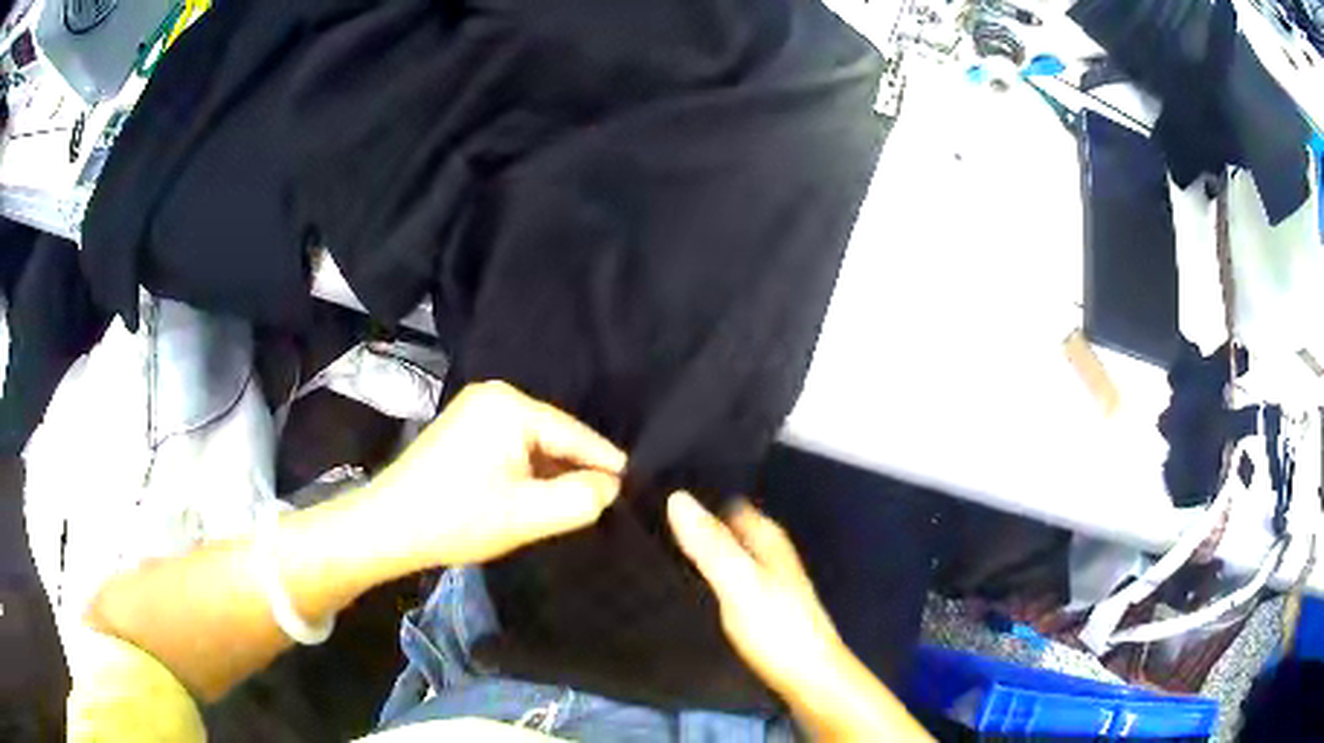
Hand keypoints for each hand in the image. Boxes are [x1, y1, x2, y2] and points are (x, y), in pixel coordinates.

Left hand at [370, 381, 624, 565]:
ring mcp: (475, 410)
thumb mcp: (527, 515)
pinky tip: (538, 496)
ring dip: (551, 474)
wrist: (389, 526)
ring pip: (533, 445)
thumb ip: (580, 498)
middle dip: (576, 470)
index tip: (636, 487)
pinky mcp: (464, 430)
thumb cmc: (458, 518)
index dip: (607, 464)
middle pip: (554, 437)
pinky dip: (528, 473)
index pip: (574, 434)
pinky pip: (512, 448)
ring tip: (580, 502)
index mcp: (510, 405)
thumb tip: (610, 486)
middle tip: (608, 502)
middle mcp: (494, 396)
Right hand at [668, 492, 932, 740]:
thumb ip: (711, 545)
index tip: (652, 487)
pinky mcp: (755, 605)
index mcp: (767, 539)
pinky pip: (723, 576)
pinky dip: (703, 572)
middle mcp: (767, 552)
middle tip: (643, 516)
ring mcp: (762, 580)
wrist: (807, 678)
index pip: (729, 501)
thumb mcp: (740, 584)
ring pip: (723, 552)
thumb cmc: (777, 628)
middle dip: (692, 520)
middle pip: (725, 526)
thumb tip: (676, 496)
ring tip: (651, 543)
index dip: (697, 492)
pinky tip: (679, 581)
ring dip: (696, 547)